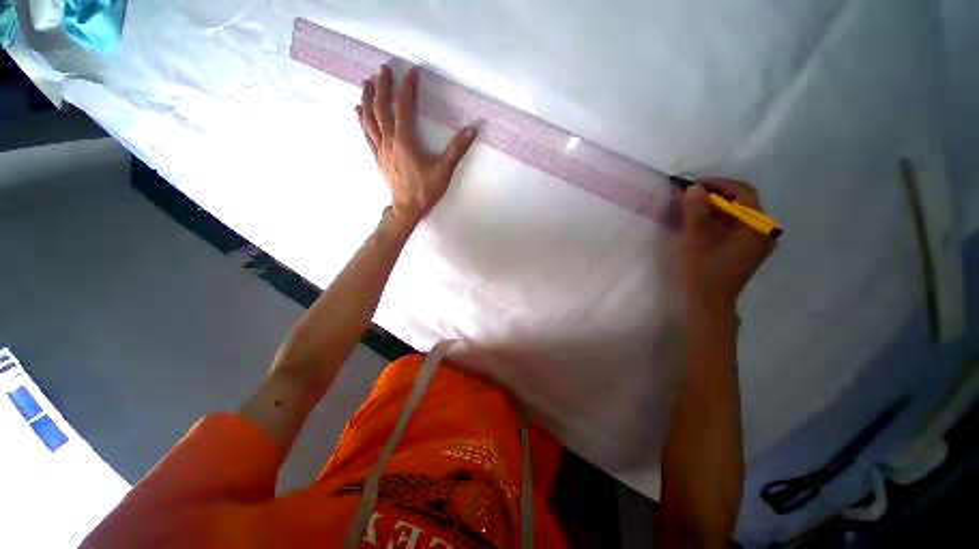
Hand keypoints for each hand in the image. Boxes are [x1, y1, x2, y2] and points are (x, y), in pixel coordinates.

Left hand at [356, 65, 477, 222]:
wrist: (407, 209)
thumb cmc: (425, 190)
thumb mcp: (444, 170)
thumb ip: (457, 149)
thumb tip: (472, 129)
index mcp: (405, 141)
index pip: (403, 107)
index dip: (407, 88)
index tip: (411, 72)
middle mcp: (389, 141)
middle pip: (381, 108)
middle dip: (382, 86)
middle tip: (383, 69)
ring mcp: (380, 149)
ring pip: (369, 119)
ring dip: (367, 98)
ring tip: (367, 82)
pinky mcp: (377, 158)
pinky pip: (366, 134)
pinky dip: (361, 119)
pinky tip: (358, 110)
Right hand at [680, 179, 775, 311]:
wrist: (708, 302)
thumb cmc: (703, 270)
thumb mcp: (696, 238)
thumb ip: (696, 210)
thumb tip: (694, 188)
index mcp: (757, 227)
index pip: (743, 193)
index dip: (718, 184)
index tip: (694, 186)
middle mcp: (763, 231)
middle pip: (741, 203)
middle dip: (714, 196)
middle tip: (690, 196)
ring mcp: (757, 241)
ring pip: (737, 214)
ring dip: (714, 208)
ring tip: (691, 208)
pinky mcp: (747, 249)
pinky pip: (734, 226)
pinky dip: (717, 220)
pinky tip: (700, 223)